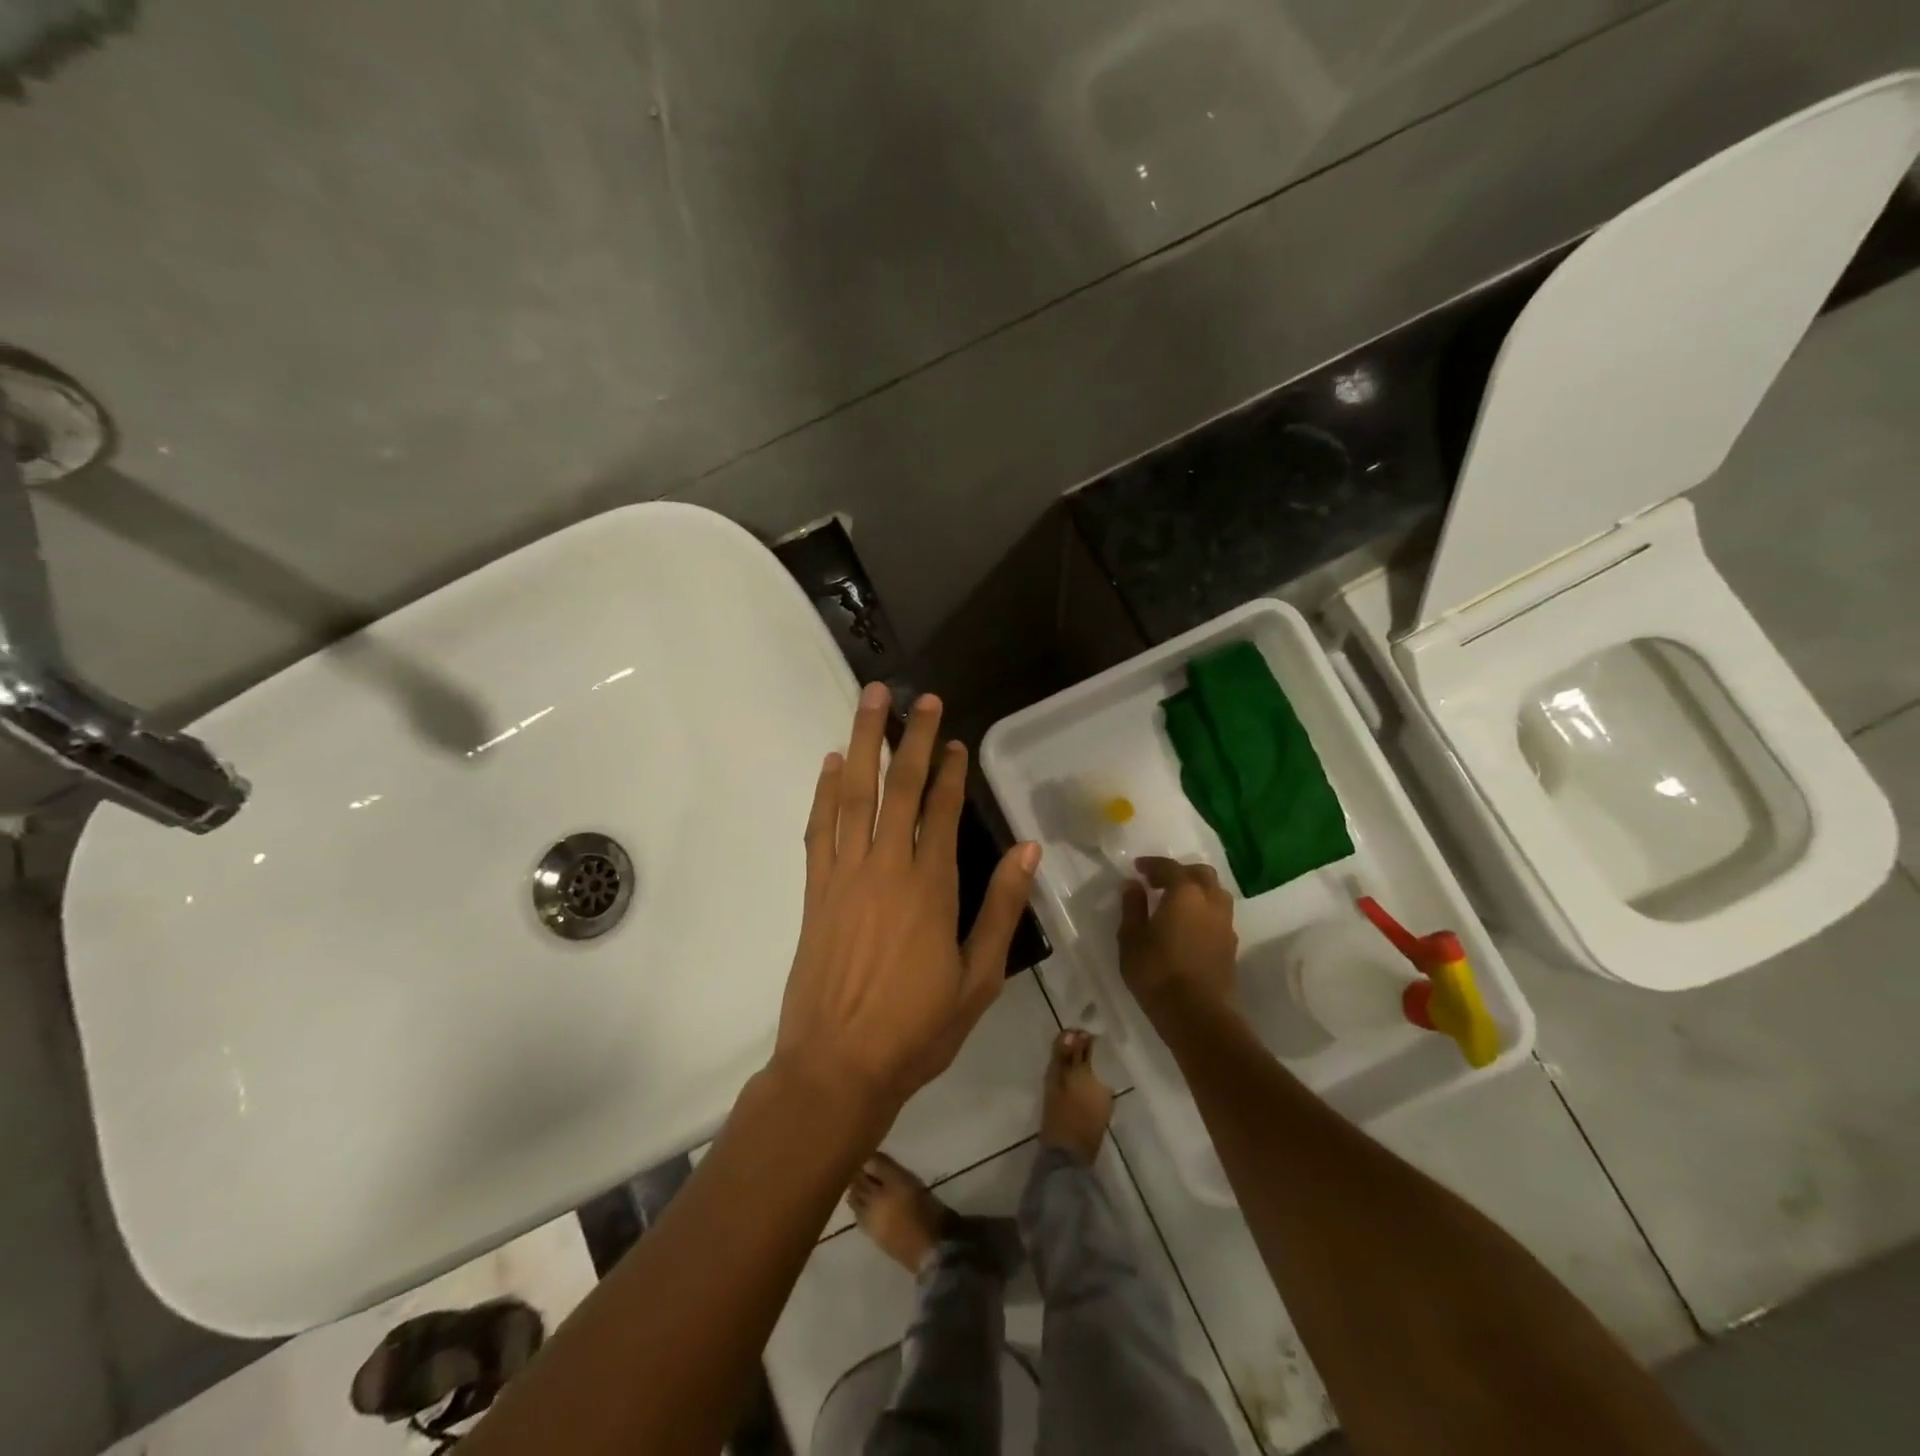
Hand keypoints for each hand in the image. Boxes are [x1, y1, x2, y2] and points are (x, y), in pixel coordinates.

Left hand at [772, 682, 1041, 1123]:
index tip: (954, 738)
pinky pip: (819, 827)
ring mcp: (844, 875)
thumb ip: (1002, 909)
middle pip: (897, 787)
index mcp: (930, 887)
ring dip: (864, 742)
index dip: (949, 770)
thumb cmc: (917, 1028)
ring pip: (854, 794)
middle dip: (910, 738)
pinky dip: (825, 790)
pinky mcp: (815, 890)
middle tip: (919, 697)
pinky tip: (832, 762)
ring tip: (871, 701)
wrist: (837, 1066)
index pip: (940, 811)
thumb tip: (1027, 850)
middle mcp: (885, 867)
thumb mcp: (978, 978)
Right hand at [1119, 858, 1237, 1013]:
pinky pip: (1219, 915)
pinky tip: (1189, 926)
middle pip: (1201, 874)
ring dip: (1197, 891)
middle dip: (1180, 873)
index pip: (1169, 867)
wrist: (1196, 1013)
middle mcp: (1210, 901)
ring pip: (1215, 893)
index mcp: (1185, 893)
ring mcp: (1225, 924)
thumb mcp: (1131, 938)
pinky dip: (1204, 911)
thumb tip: (1133, 886)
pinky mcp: (1231, 945)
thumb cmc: (1156, 972)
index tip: (1137, 868)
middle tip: (1159, 883)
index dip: (1152, 864)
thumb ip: (1132, 907)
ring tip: (1176, 903)